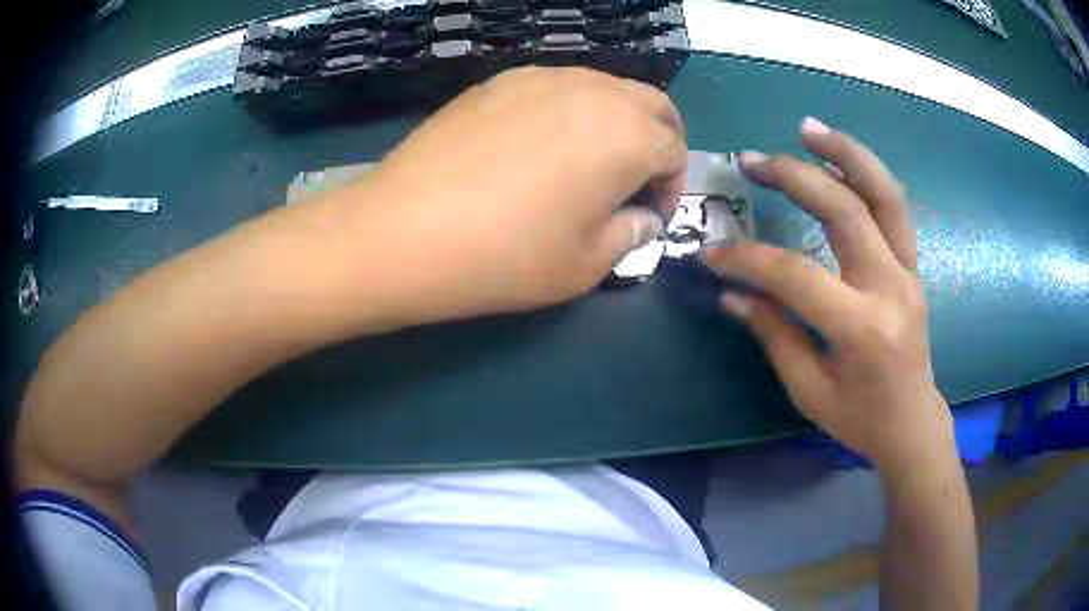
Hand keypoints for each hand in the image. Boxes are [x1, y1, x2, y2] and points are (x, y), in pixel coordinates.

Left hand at [327, 66, 685, 324]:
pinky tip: (537, 147)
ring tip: (586, 163)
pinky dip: (570, 111)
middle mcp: (593, 90)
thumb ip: (630, 233)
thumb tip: (642, 218)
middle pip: (651, 104)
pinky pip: (556, 87)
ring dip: (615, 121)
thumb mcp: (587, 264)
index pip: (675, 149)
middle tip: (635, 180)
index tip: (649, 215)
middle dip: (657, 141)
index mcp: (627, 134)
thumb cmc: (507, 256)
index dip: (672, 185)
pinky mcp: (498, 81)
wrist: (404, 231)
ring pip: (604, 87)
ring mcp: (541, 78)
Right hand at [701, 118, 950, 470]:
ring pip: (883, 193)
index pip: (797, 276)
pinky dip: (865, 175)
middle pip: (845, 211)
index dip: (749, 259)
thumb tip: (732, 291)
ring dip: (845, 153)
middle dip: (794, 177)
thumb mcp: (809, 389)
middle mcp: (891, 289)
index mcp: (862, 329)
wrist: (912, 422)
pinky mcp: (913, 265)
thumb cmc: (859, 418)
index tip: (712, 253)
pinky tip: (838, 159)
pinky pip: (893, 208)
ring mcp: (909, 271)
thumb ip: (774, 333)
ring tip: (808, 129)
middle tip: (752, 160)